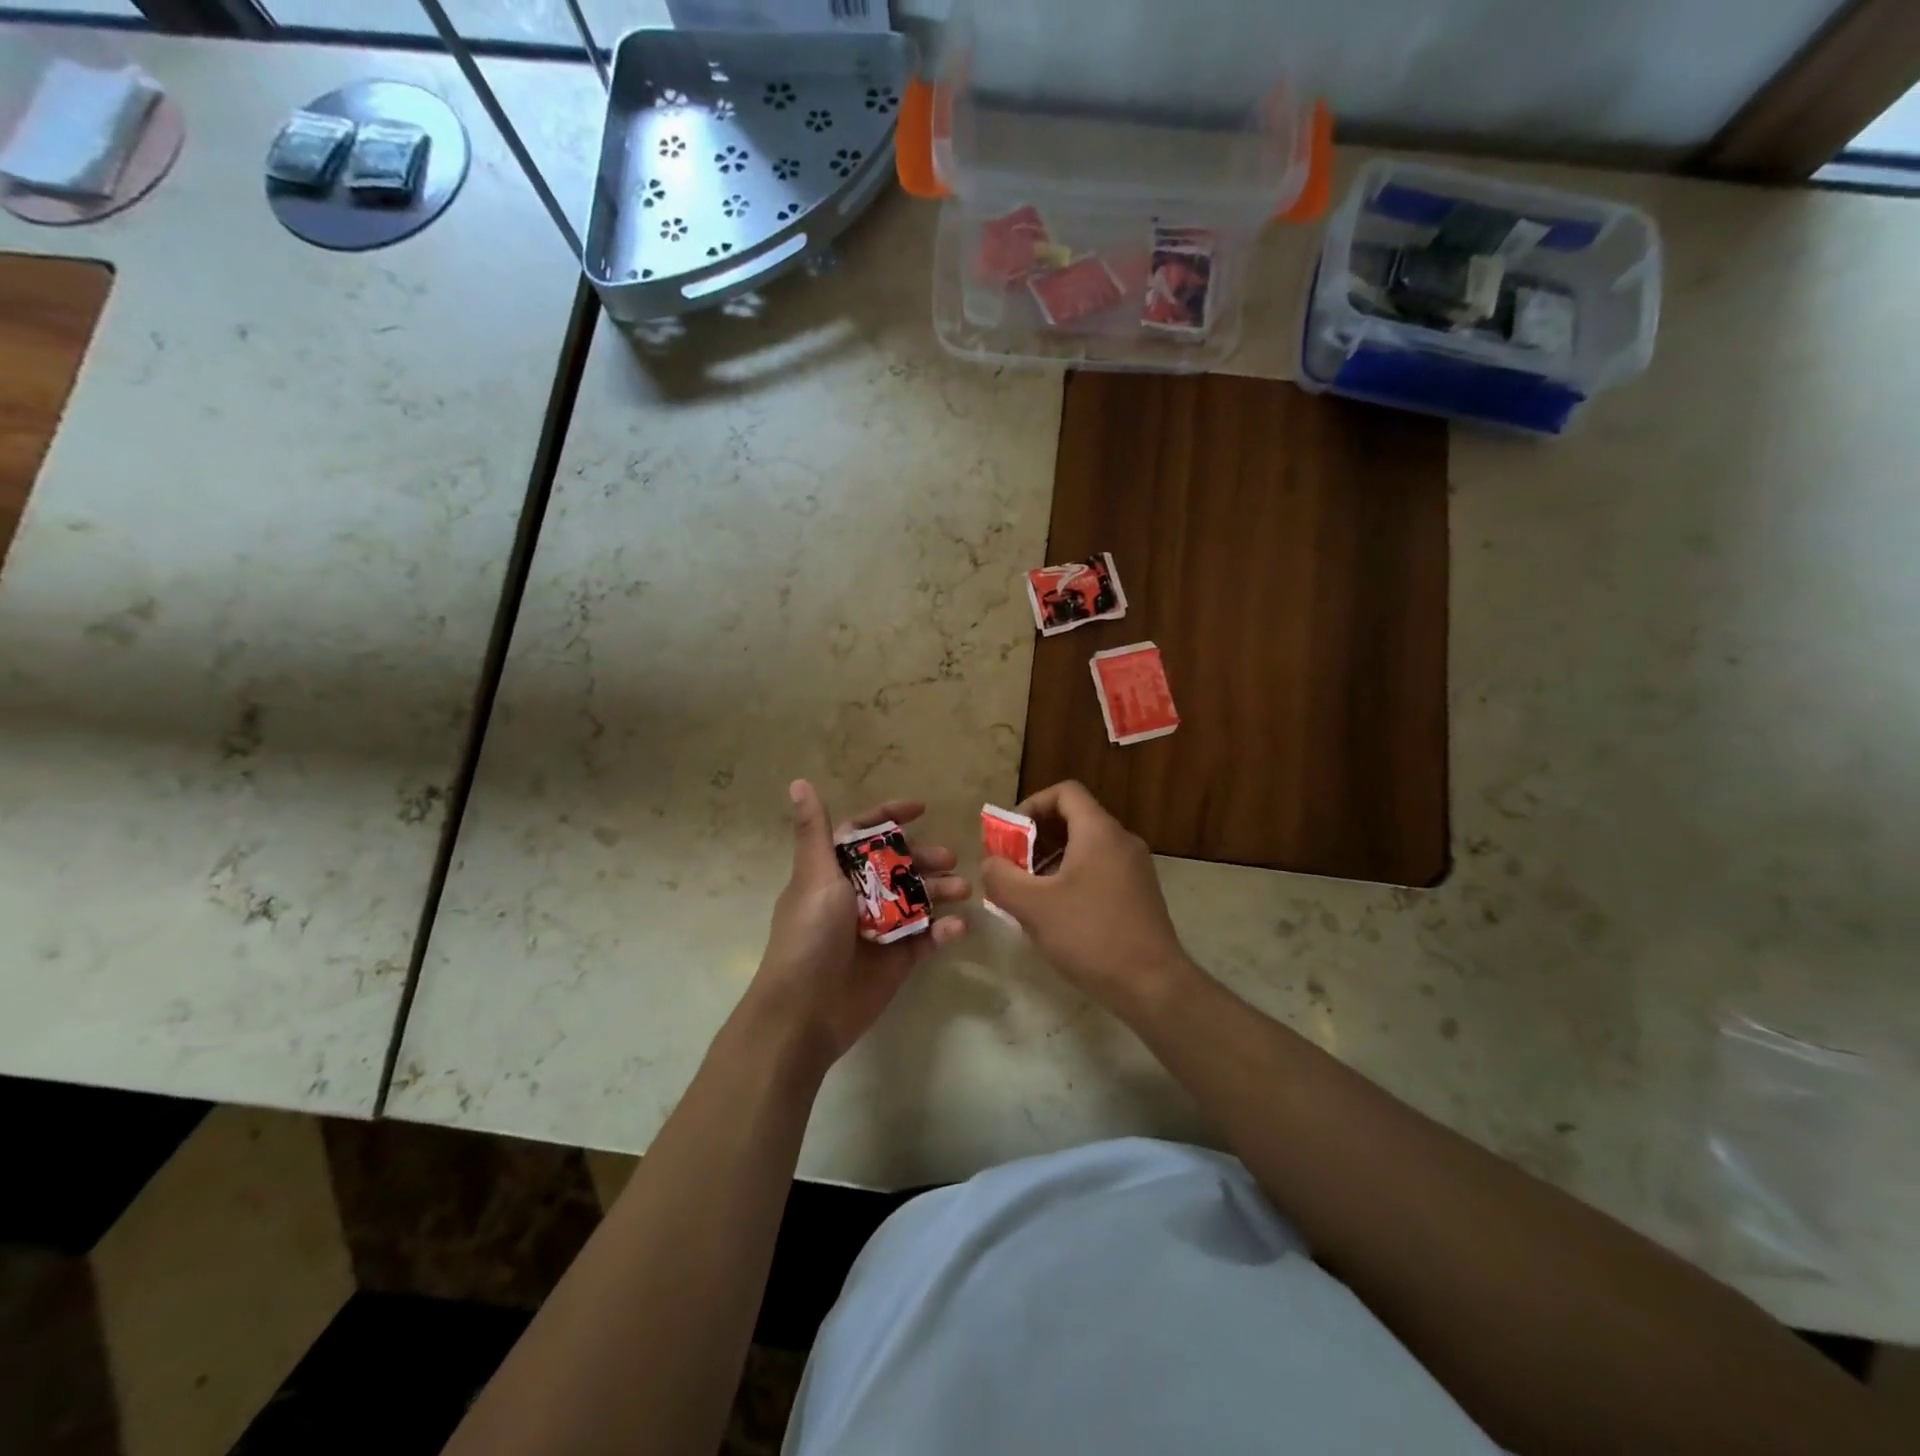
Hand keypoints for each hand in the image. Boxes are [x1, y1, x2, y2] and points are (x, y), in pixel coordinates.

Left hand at [743, 781, 967, 1074]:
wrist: (805, 1011)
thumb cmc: (809, 935)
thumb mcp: (815, 876)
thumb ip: (815, 832)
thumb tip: (799, 782)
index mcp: (834, 873)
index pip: (864, 835)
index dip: (890, 817)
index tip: (921, 808)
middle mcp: (857, 896)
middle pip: (898, 866)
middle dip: (925, 859)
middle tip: (950, 859)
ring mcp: (878, 929)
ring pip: (916, 900)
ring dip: (940, 891)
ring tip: (963, 889)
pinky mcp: (895, 960)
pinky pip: (925, 939)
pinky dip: (942, 932)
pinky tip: (956, 927)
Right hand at [979, 780, 1199, 1017]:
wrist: (1153, 985)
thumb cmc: (1090, 935)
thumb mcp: (1034, 906)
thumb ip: (1002, 878)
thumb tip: (991, 864)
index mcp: (1099, 832)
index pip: (1065, 792)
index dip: (1032, 805)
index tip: (1010, 836)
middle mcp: (1121, 841)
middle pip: (1074, 819)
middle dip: (1036, 837)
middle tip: (1011, 866)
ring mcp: (1135, 868)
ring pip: (1086, 847)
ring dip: (1052, 860)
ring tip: (1028, 893)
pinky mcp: (1139, 894)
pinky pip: (1099, 870)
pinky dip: (1072, 878)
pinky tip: (1056, 913)